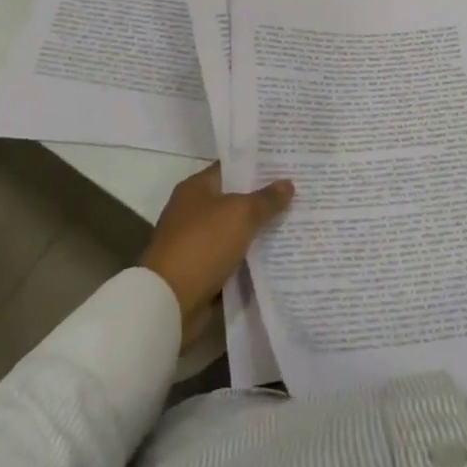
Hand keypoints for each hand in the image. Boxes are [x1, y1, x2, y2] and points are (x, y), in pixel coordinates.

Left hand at [141, 165, 293, 348]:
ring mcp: (194, 242)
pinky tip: (276, 256)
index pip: (230, 168)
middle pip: (234, 199)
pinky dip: (248, 259)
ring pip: (234, 231)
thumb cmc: (203, 244)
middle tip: (297, 194)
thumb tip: (288, 184)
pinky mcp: (199, 271)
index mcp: (195, 188)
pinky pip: (231, 258)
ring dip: (257, 232)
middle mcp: (192, 211)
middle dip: (262, 200)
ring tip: (294, 224)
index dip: (257, 165)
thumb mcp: (240, 214)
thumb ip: (266, 199)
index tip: (285, 165)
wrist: (169, 301)